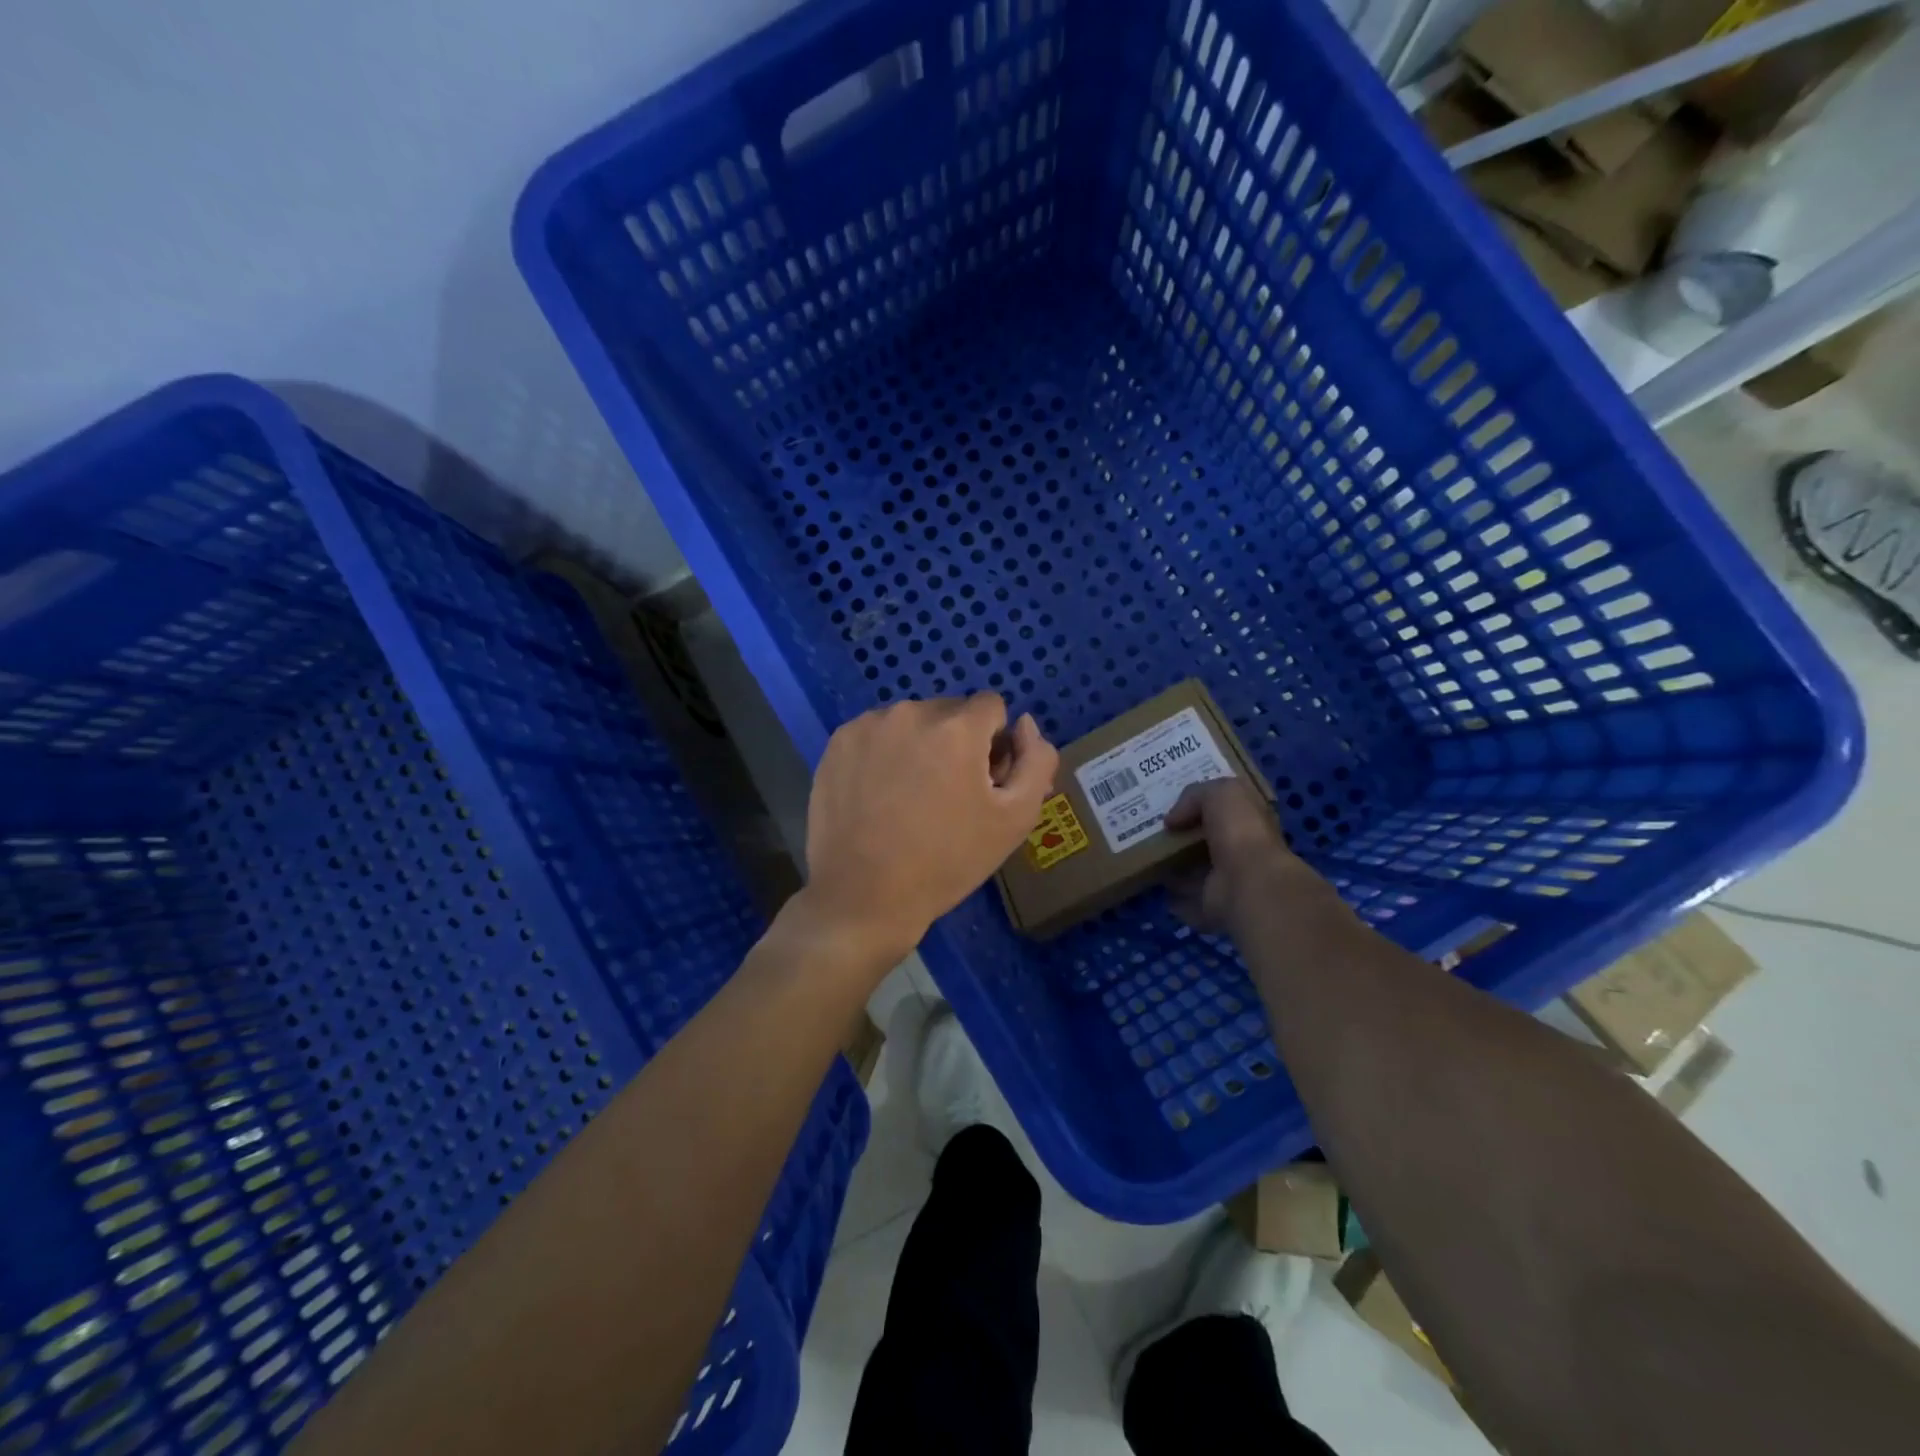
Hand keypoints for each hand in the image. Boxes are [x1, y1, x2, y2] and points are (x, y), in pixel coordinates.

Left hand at [800, 694, 1058, 964]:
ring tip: (910, 798)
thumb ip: (1036, 761)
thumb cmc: (947, 861)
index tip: (983, 782)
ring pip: (911, 722)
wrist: (864, 897)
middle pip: (950, 712)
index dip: (995, 744)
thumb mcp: (1015, 819)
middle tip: (948, 794)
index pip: (992, 707)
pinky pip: (876, 735)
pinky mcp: (837, 743)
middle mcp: (910, 712)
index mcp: (957, 727)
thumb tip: (1024, 725)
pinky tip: (879, 796)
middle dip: (957, 742)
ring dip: (920, 746)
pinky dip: (884, 754)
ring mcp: (868, 726)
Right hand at [1164, 778, 1329, 936]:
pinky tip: (1155, 886)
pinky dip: (1174, 897)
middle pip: (1208, 841)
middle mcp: (1242, 851)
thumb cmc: (1240, 831)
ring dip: (1176, 867)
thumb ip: (1195, 796)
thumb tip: (1172, 821)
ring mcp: (1229, 882)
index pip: (1227, 810)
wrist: (1249, 883)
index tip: (1174, 804)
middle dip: (1183, 837)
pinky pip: (1188, 900)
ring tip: (1146, 856)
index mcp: (1250, 822)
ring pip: (1197, 871)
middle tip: (1151, 830)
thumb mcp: (1220, 793)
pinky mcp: (1214, 907)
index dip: (1203, 804)